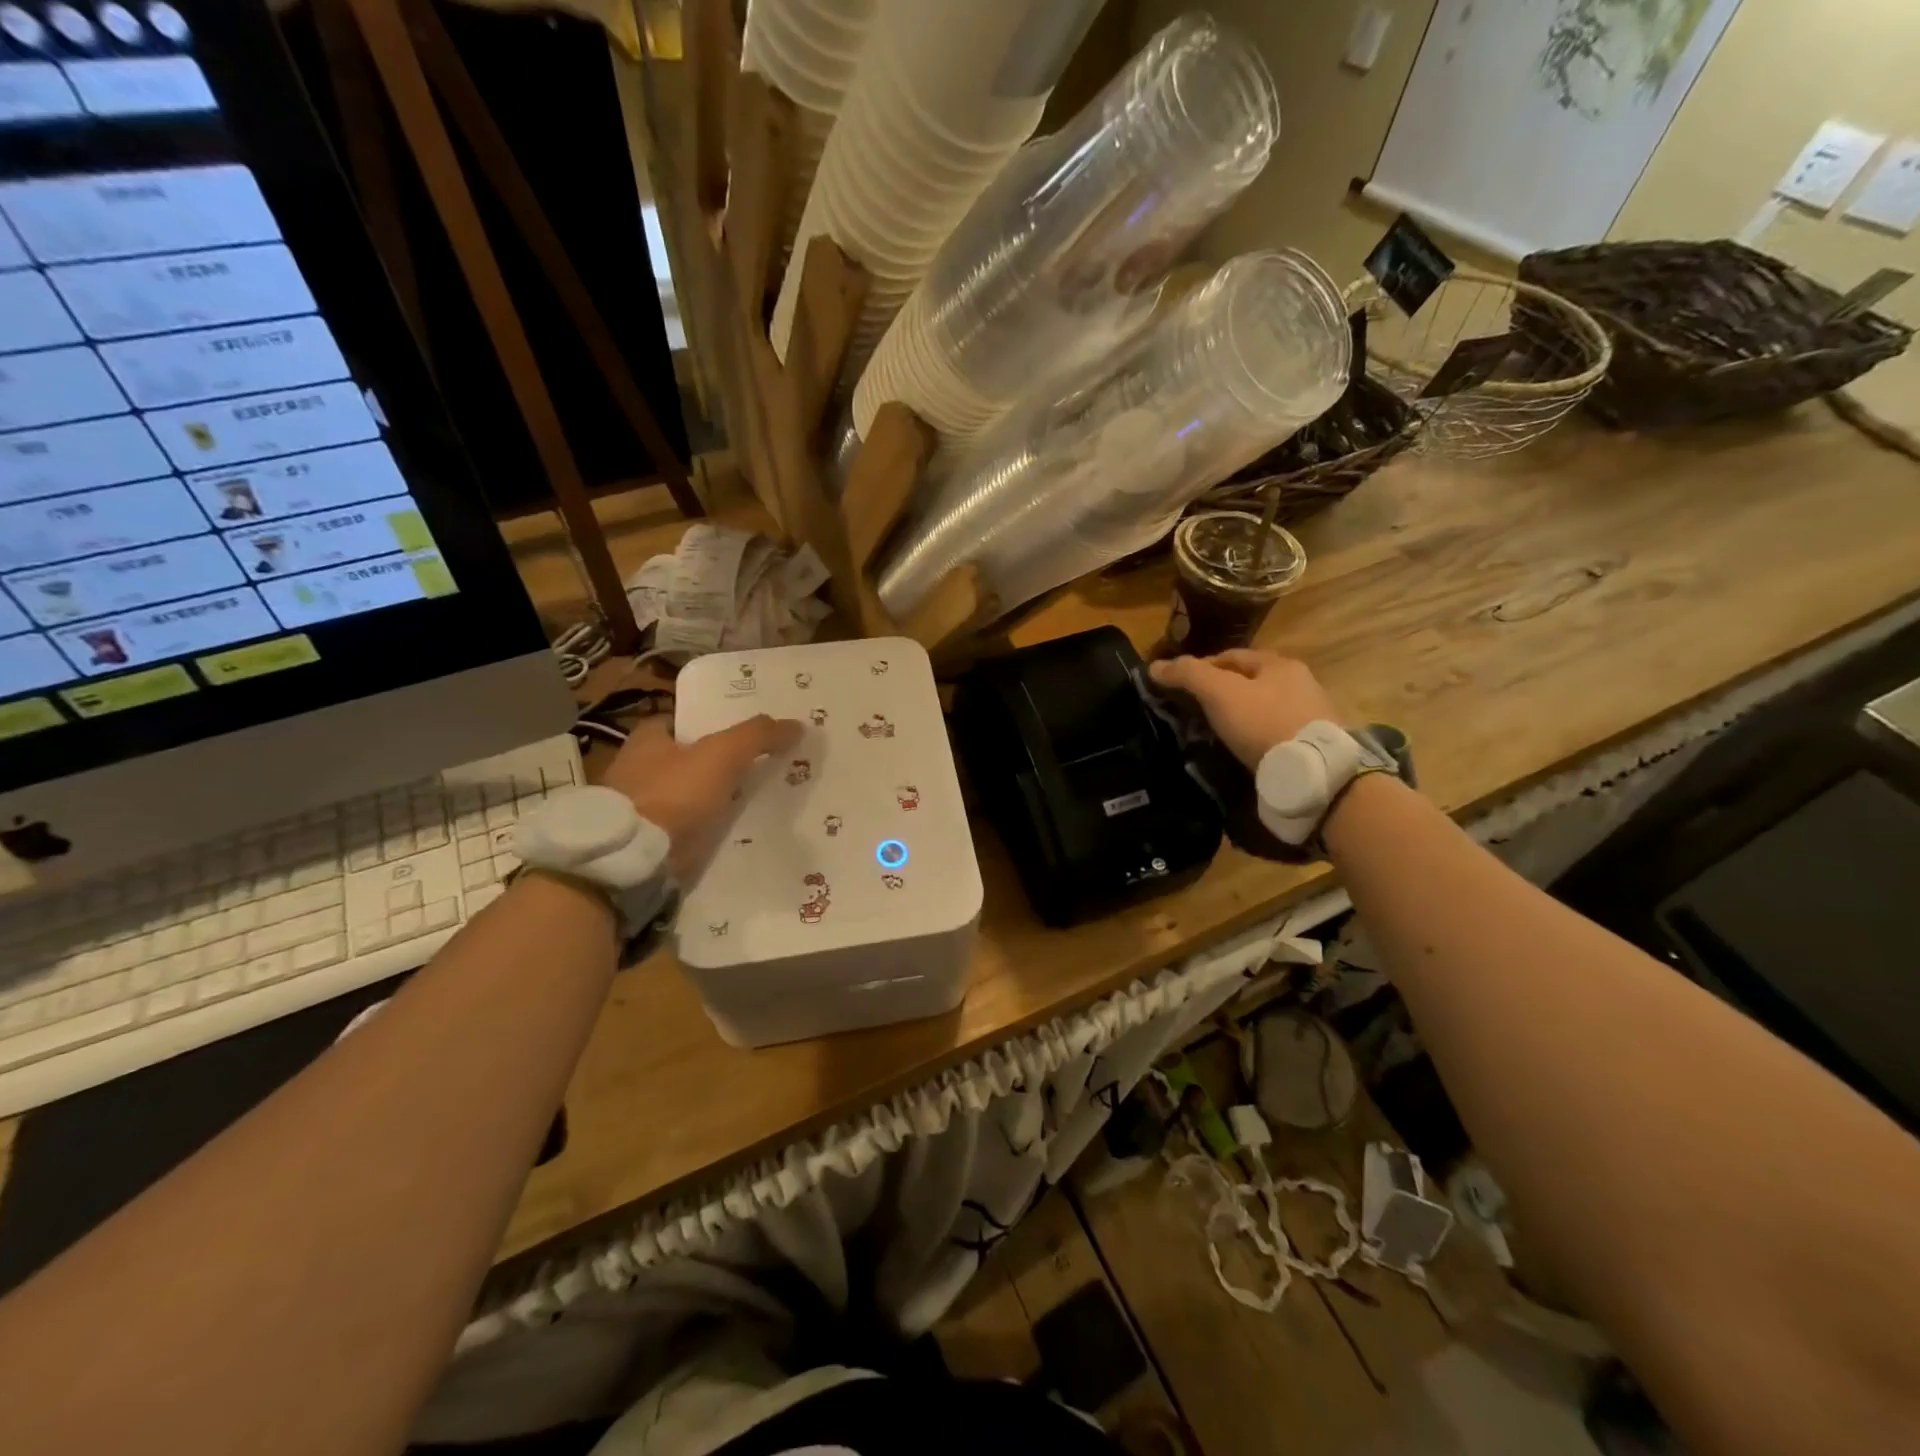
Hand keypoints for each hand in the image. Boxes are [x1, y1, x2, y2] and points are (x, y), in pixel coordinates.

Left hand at [597, 714, 802, 880]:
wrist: (635, 858)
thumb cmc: (673, 793)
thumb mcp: (723, 754)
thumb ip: (758, 735)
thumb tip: (796, 725)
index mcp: (647, 739)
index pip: (685, 723)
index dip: (715, 725)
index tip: (748, 734)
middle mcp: (637, 769)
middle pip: (689, 760)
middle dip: (718, 765)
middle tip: (760, 768)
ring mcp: (641, 809)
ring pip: (689, 796)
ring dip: (715, 800)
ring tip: (756, 804)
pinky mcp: (647, 842)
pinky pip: (686, 829)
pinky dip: (706, 830)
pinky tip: (734, 833)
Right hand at [1149, 650, 1341, 768]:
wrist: (1314, 772)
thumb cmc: (1263, 722)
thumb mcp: (1219, 693)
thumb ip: (1188, 675)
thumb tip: (1155, 666)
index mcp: (1278, 663)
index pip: (1231, 656)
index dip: (1201, 667)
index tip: (1179, 687)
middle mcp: (1299, 683)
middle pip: (1249, 682)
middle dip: (1221, 693)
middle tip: (1194, 712)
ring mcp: (1310, 714)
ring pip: (1262, 708)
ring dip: (1239, 716)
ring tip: (1215, 734)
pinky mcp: (1312, 744)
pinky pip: (1274, 733)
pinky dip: (1255, 737)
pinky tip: (1242, 750)